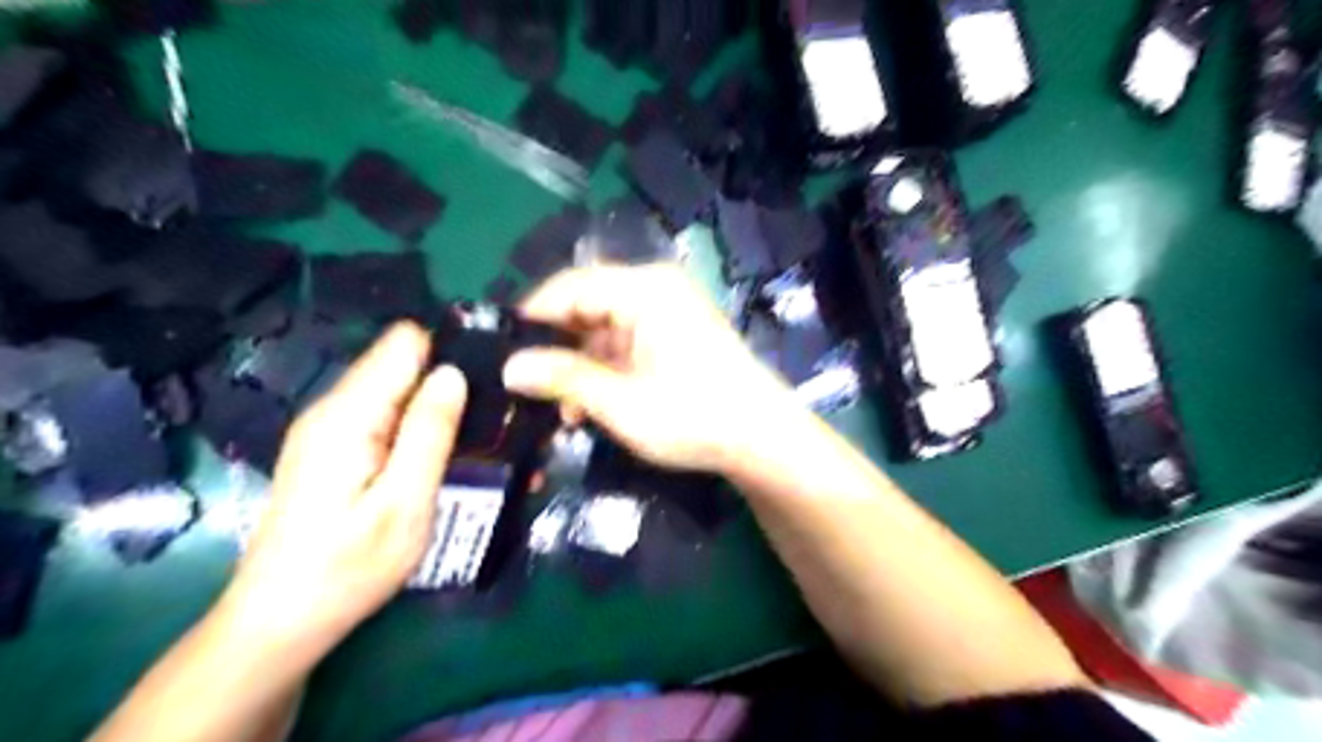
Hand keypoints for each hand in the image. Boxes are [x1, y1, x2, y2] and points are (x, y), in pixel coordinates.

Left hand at [226, 326, 469, 654]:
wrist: (281, 621)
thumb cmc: (348, 568)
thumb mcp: (405, 503)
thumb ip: (430, 432)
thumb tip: (453, 372)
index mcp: (350, 414)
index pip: (405, 343)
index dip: (451, 352)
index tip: (493, 380)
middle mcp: (335, 408)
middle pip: (405, 364)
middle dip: (452, 383)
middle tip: (498, 420)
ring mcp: (332, 429)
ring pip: (400, 391)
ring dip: (442, 409)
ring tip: (483, 442)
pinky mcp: (336, 449)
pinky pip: (388, 417)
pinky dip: (421, 429)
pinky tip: (446, 460)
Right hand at [505, 264, 793, 476]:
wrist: (763, 439)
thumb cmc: (694, 416)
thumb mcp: (621, 402)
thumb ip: (564, 379)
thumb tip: (509, 368)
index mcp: (644, 289)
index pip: (569, 287)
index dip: (532, 319)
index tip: (500, 353)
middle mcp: (655, 289)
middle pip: (585, 305)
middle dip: (556, 348)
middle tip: (528, 388)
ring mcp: (667, 311)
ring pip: (601, 328)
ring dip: (579, 366)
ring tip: (561, 409)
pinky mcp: (673, 334)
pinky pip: (623, 342)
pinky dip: (604, 370)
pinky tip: (590, 405)